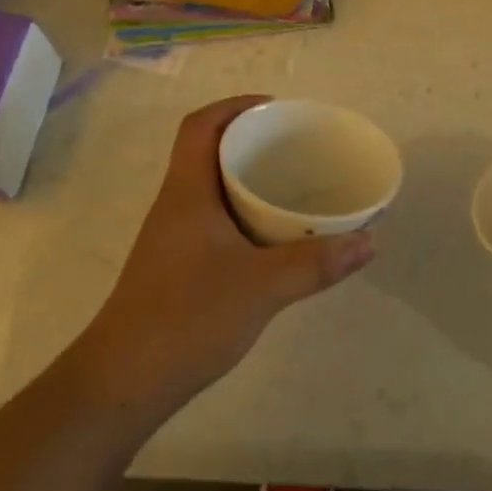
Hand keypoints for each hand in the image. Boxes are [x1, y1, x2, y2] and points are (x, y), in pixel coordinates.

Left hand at [77, 96, 374, 412]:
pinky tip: (271, 238)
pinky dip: (242, 213)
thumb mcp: (262, 287)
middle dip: (250, 140)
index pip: (201, 126)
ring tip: (292, 186)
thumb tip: (368, 242)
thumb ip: (316, 263)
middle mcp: (176, 205)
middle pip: (207, 151)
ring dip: (246, 178)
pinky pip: (213, 219)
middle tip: (296, 147)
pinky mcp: (176, 266)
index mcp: (188, 191)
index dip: (236, 106)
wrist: (122, 383)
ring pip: (210, 187)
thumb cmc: (187, 318)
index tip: (277, 110)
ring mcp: (172, 237)